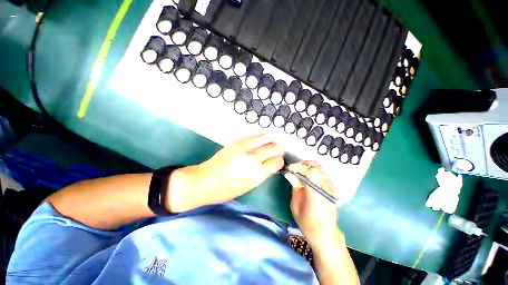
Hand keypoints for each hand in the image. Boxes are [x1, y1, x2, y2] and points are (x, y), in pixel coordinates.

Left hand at [167, 134, 284, 211]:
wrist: (204, 181)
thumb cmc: (227, 190)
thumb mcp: (249, 186)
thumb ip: (263, 173)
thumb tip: (272, 164)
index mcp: (257, 174)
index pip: (278, 161)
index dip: (279, 161)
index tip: (276, 161)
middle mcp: (253, 159)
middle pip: (274, 147)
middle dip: (278, 149)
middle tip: (275, 151)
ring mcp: (244, 148)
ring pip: (265, 137)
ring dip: (269, 141)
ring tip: (268, 144)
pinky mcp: (236, 142)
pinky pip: (254, 135)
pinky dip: (259, 137)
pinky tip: (258, 140)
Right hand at [285, 161, 337, 245]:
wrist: (325, 234)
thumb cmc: (307, 223)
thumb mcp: (295, 206)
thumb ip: (294, 188)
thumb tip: (290, 174)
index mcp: (315, 194)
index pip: (312, 171)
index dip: (301, 167)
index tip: (292, 168)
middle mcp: (325, 189)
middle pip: (317, 167)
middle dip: (304, 165)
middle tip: (296, 169)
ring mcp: (331, 189)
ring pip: (320, 169)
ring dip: (309, 167)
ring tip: (301, 172)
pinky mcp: (333, 189)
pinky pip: (323, 174)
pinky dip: (315, 172)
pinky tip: (309, 177)